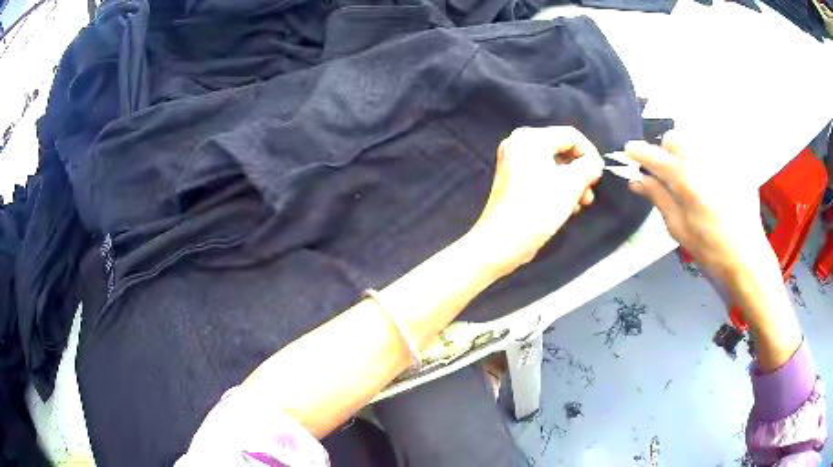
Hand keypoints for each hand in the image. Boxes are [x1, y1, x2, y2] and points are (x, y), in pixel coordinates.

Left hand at [471, 126, 602, 274]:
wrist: (501, 242)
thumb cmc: (538, 208)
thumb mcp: (571, 184)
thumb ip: (589, 167)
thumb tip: (594, 162)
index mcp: (530, 137)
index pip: (571, 135)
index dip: (590, 154)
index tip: (599, 176)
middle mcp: (519, 143)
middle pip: (562, 150)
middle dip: (580, 172)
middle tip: (589, 195)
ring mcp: (513, 162)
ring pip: (554, 166)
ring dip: (572, 183)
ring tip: (580, 205)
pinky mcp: (512, 181)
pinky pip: (542, 176)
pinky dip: (557, 188)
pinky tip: (566, 208)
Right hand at [625, 132, 801, 370]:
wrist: (748, 256)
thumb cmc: (710, 249)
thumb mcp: (679, 228)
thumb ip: (658, 198)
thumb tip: (637, 180)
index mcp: (686, 177)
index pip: (655, 156)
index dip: (639, 152)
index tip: (629, 151)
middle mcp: (703, 159)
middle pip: (675, 139)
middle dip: (667, 152)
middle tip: (669, 176)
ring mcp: (721, 159)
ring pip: (694, 142)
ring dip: (686, 156)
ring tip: (694, 182)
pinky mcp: (735, 164)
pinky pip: (713, 152)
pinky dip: (706, 163)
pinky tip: (714, 186)